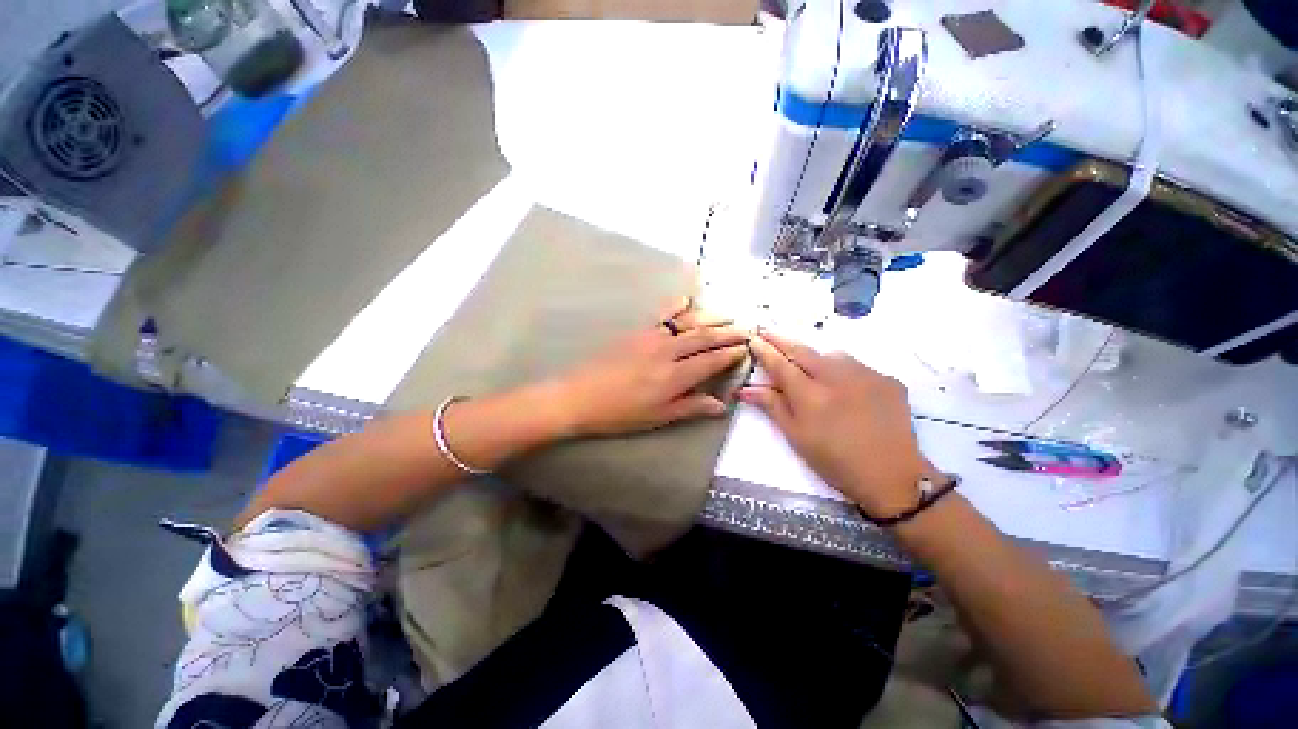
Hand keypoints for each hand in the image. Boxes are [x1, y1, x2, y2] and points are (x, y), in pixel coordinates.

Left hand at [553, 299, 749, 436]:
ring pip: (687, 323)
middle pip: (703, 338)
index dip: (729, 354)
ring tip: (728, 314)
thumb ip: (691, 407)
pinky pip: (662, 314)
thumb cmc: (620, 413)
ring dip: (710, 317)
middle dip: (727, 333)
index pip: (710, 360)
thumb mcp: (658, 417)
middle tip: (745, 329)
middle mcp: (667, 352)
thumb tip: (721, 405)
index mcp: (674, 376)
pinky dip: (677, 305)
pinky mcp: (637, 331)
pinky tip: (687, 299)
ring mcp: (651, 337)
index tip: (745, 348)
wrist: (580, 396)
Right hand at [738, 331, 939, 518]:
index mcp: (810, 395)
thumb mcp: (796, 436)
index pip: (780, 364)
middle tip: (767, 332)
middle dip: (781, 340)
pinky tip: (844, 386)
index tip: (753, 339)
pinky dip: (843, 370)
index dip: (764, 350)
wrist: (892, 476)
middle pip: (802, 351)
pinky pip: (857, 366)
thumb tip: (744, 389)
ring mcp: (865, 374)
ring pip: (831, 355)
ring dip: (814, 356)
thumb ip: (772, 406)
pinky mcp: (887, 379)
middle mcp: (836, 377)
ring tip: (808, 364)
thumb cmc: (834, 460)